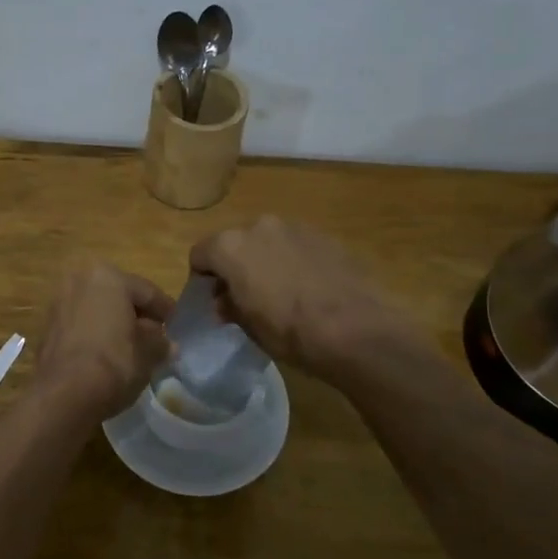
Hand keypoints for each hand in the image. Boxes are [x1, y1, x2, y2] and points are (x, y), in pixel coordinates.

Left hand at [33, 265, 174, 419]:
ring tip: (132, 346)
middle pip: (118, 296)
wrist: (63, 395)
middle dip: (137, 314)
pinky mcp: (47, 326)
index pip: (146, 291)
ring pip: (97, 308)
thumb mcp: (148, 354)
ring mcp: (59, 302)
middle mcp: (80, 280)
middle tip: (155, 335)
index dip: (165, 310)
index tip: (176, 324)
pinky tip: (106, 353)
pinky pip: (80, 324)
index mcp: (108, 277)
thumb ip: (160, 343)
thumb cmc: (114, 363)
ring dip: (114, 323)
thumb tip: (167, 344)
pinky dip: (95, 333)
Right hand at [189, 216, 409, 380]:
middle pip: (234, 243)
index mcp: (231, 246)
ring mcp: (296, 227)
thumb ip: (229, 306)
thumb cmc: (291, 332)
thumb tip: (224, 302)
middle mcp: (260, 226)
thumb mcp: (249, 327)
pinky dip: (293, 261)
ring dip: (265, 261)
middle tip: (244, 297)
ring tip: (280, 293)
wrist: (357, 330)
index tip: (213, 300)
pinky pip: (296, 245)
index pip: (200, 254)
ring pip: (267, 241)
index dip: (202, 279)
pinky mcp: (326, 236)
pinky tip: (308, 289)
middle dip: (234, 266)